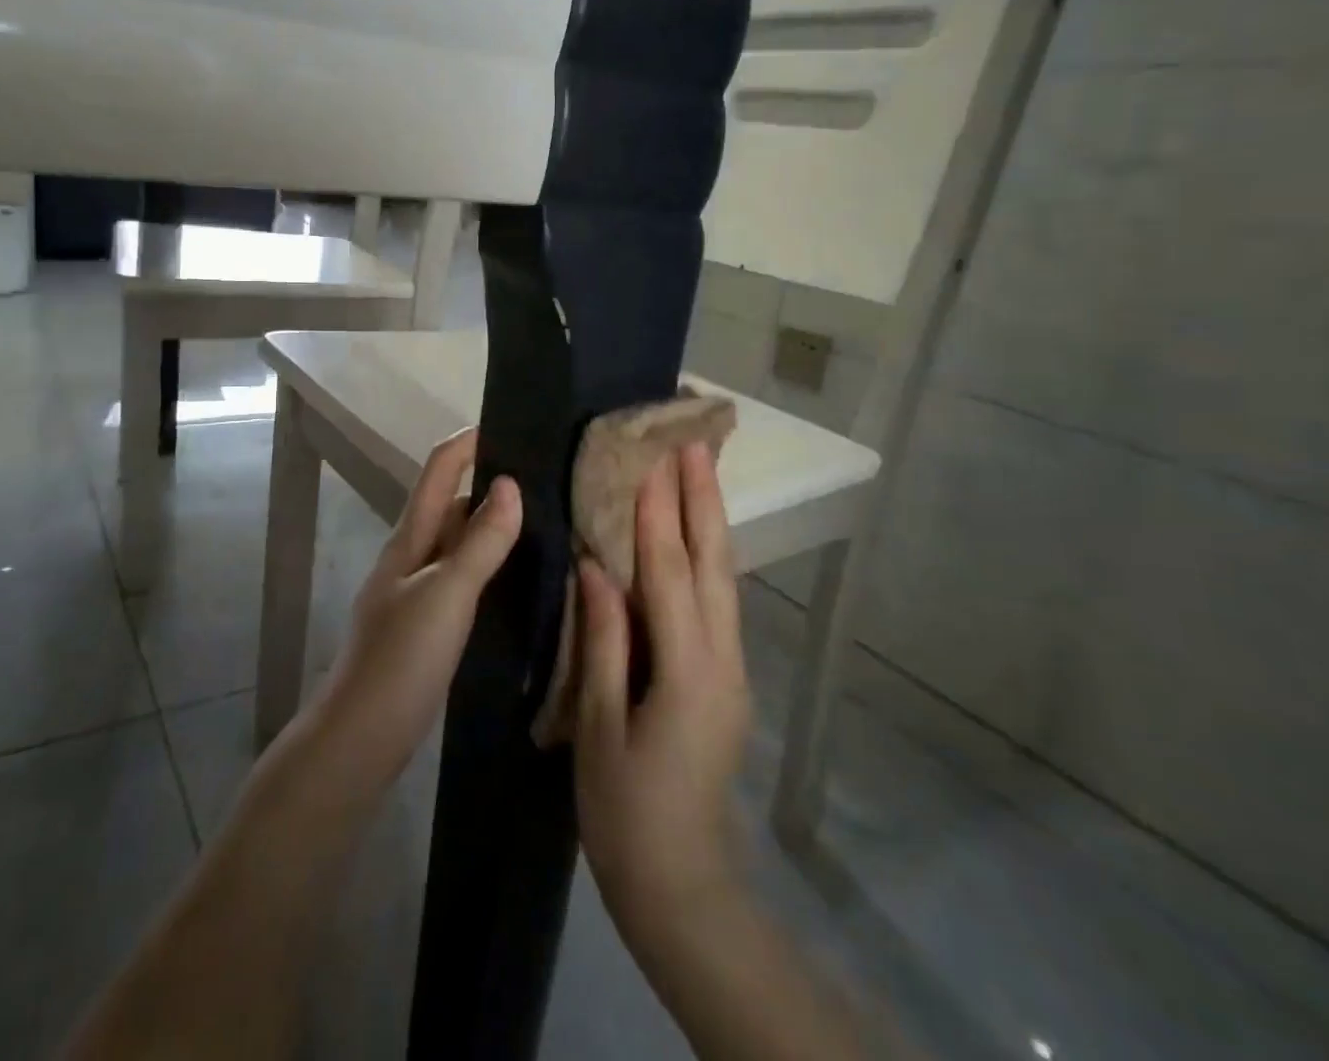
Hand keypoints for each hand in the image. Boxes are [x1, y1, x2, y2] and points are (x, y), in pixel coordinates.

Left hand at [313, 428, 521, 785]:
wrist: (360, 737)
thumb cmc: (400, 658)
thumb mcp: (446, 594)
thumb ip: (480, 542)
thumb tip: (510, 484)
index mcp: (410, 538)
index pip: (438, 470)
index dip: (467, 442)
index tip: (510, 424)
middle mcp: (412, 556)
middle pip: (450, 503)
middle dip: (489, 484)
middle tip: (547, 480)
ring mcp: (418, 592)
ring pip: (459, 543)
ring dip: (492, 527)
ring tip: (546, 523)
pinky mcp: (427, 625)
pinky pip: (463, 580)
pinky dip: (489, 568)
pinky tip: (519, 580)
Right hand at [574, 442, 750, 942]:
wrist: (682, 884)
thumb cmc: (626, 810)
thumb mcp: (599, 726)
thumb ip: (603, 642)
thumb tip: (597, 568)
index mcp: (687, 674)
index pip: (671, 577)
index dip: (659, 517)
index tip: (652, 462)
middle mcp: (722, 662)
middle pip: (714, 566)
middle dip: (704, 501)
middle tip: (696, 444)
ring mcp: (731, 670)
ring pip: (724, 580)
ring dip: (711, 522)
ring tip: (700, 472)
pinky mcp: (725, 679)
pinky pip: (719, 602)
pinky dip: (708, 558)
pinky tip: (694, 537)